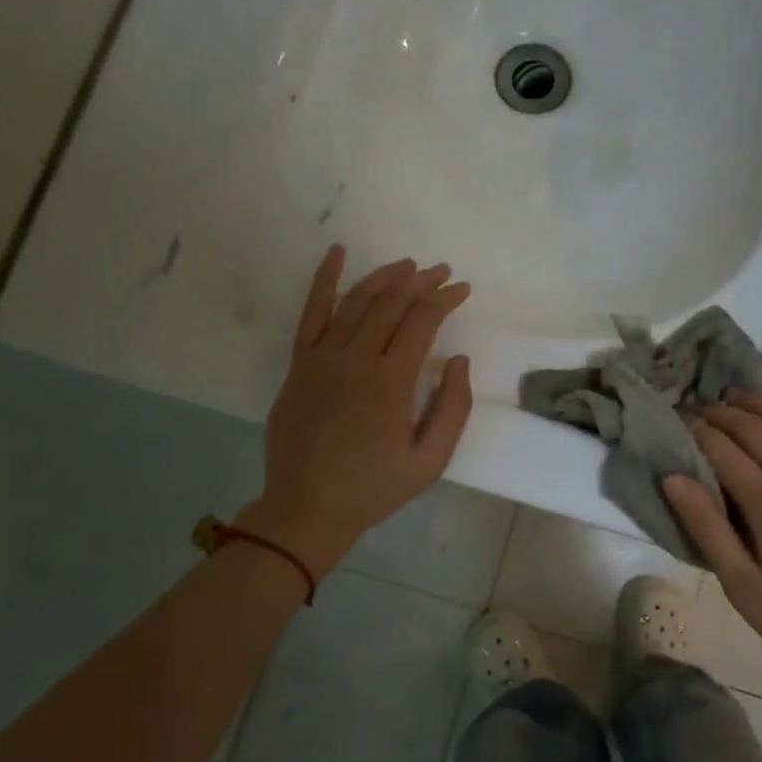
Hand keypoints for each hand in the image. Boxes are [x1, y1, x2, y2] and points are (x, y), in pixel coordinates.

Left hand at [237, 246, 473, 578]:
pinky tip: (336, 253)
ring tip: (407, 266)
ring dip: (385, 278)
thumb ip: (452, 408)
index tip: (462, 288)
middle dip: (420, 282)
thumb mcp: (430, 460)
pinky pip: (311, 313)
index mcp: (391, 382)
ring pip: (357, 302)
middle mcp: (356, 359)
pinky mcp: (300, 364)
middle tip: (441, 271)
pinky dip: (325, 280)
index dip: (445, 299)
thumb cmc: (375, 488)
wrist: (307, 508)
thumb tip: (458, 360)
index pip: (422, 322)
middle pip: (392, 304)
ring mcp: (322, 358)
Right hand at [662, 392, 761, 681]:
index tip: (676, 419)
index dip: (695, 428)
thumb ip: (706, 527)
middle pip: (755, 427)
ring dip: (761, 403)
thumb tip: (673, 477)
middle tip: (698, 407)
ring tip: (736, 397)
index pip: (722, 447)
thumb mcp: (742, 586)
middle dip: (721, 412)